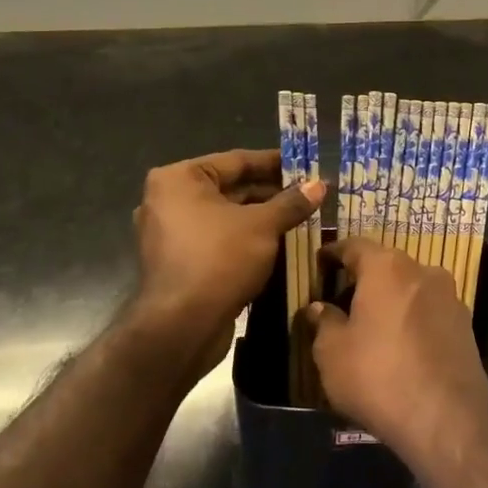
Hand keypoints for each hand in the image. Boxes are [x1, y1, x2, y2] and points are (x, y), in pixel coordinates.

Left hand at [131, 149, 324, 359]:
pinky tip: (279, 244)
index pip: (237, 161)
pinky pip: (218, 240)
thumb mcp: (263, 226)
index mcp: (179, 179)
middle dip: (271, 193)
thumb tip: (320, 185)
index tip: (306, 165)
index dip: (275, 163)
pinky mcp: (178, 262)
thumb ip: (291, 202)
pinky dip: (246, 239)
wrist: (182, 326)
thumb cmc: (219, 260)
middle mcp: (168, 200)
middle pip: (230, 188)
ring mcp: (170, 233)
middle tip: (309, 195)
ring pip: (226, 217)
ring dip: (262, 218)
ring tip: (301, 218)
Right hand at [307, 237, 487, 469]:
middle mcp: (423, 271)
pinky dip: (412, 320)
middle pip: (386, 266)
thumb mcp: (332, 353)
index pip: (354, 246)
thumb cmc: (378, 376)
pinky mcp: (466, 325)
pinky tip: (400, 345)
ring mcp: (450, 297)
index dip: (334, 253)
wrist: (447, 419)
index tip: (320, 263)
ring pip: (411, 288)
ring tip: (371, 326)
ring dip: (391, 300)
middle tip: (342, 299)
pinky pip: (429, 312)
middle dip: (364, 279)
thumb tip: (319, 308)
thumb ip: (324, 323)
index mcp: (387, 267)